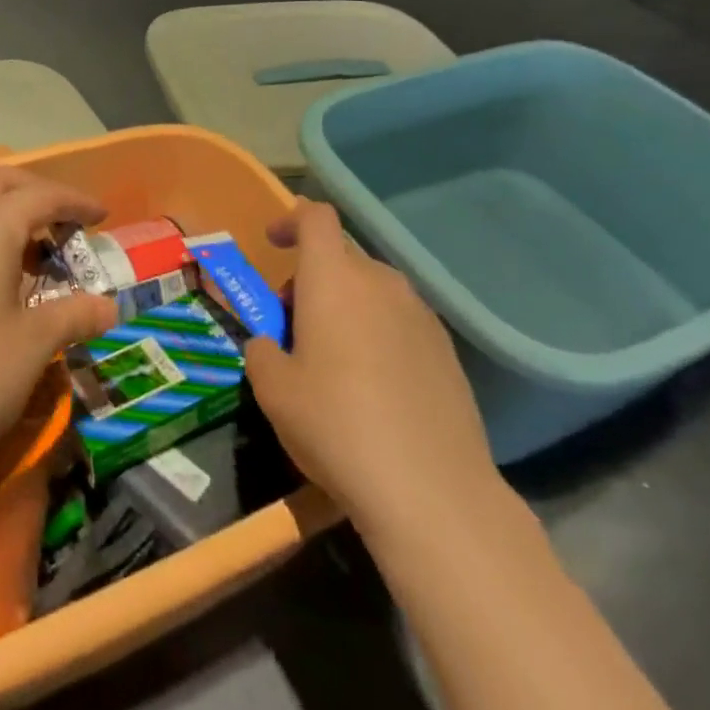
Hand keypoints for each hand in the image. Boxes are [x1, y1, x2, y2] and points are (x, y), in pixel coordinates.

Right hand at [243, 200, 500, 540]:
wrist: (433, 491)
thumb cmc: (337, 425)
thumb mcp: (274, 391)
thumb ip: (262, 352)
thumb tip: (270, 346)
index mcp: (333, 278)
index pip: (315, 218)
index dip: (291, 219)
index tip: (273, 243)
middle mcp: (380, 282)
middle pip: (342, 257)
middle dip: (313, 278)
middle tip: (294, 325)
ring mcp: (420, 315)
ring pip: (373, 290)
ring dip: (347, 306)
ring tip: (334, 358)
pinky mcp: (447, 351)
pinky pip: (401, 322)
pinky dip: (379, 334)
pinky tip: (375, 386)